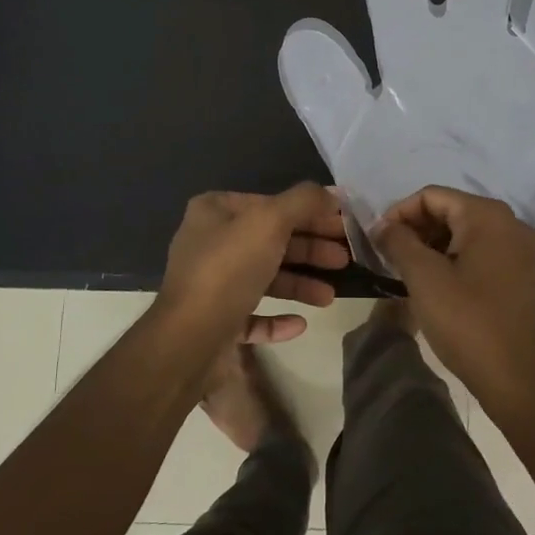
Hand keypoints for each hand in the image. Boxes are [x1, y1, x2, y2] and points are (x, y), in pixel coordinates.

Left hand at [153, 184, 348, 355]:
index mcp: (214, 212)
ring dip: (300, 284)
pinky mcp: (216, 321)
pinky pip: (253, 315)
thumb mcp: (270, 222)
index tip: (343, 225)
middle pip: (271, 240)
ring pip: (265, 278)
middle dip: (310, 250)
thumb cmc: (229, 270)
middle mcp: (209, 243)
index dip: (310, 212)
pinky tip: (299, 324)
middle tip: (345, 259)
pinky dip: (278, 318)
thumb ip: (304, 201)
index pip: (271, 203)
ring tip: (330, 296)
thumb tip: (332, 193)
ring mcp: (211, 284)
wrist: (189, 340)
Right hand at [371, 185, 534, 411]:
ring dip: (430, 245)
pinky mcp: (518, 273)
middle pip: (449, 210)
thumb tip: (381, 225)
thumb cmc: (466, 322)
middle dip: (414, 229)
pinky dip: (451, 259)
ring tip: (404, 271)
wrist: (516, 378)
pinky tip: (431, 283)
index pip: (431, 196)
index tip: (376, 240)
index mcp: (487, 216)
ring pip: (462, 232)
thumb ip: (398, 241)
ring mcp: (517, 249)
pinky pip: (477, 252)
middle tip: (387, 256)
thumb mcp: (423, 277)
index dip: (398, 213)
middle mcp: (508, 223)